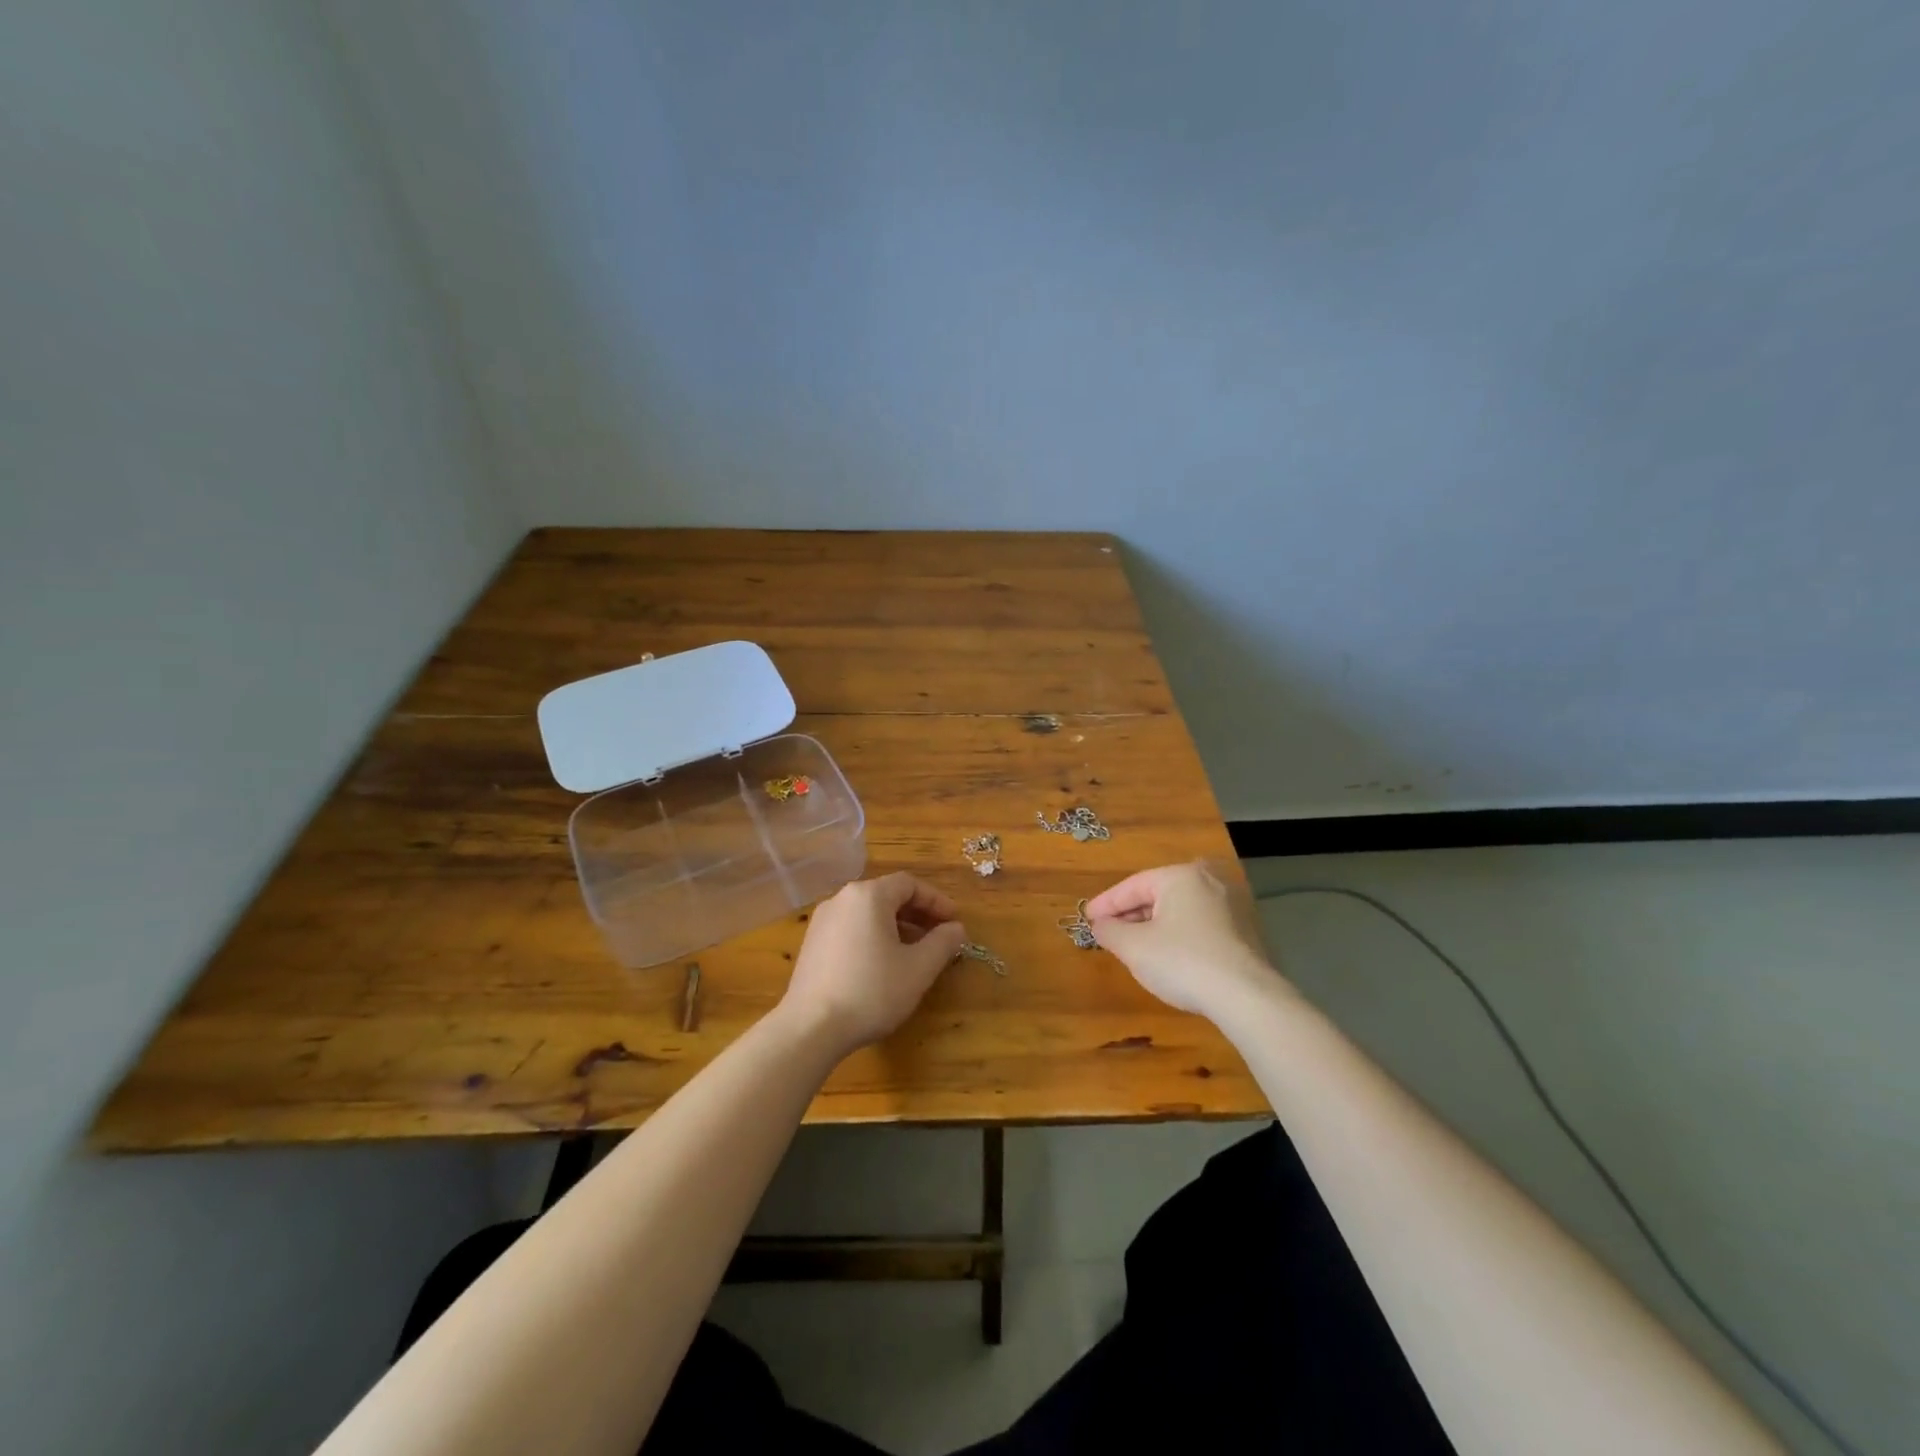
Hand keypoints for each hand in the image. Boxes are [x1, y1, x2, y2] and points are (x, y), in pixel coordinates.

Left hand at [778, 872, 967, 1058]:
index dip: (936, 901)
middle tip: (939, 936)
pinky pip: (851, 928)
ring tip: (914, 953)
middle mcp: (842, 898)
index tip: (954, 922)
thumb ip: (943, 943)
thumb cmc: (872, 991)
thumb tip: (956, 929)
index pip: (910, 884)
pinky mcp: (812, 943)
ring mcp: (822, 921)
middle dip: (917, 914)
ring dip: (896, 926)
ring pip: (868, 913)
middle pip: (887, 895)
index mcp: (869, 895)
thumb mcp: (918, 968)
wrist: (810, 1028)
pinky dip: (873, 936)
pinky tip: (883, 965)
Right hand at [1085, 861, 1287, 1021]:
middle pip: (1158, 895)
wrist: (1248, 998)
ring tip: (1134, 945)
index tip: (1087, 918)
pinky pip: (1201, 926)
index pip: (1133, 885)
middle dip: (1131, 915)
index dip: (1106, 903)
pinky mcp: (1246, 932)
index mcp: (1181, 876)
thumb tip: (1099, 925)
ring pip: (1181, 911)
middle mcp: (1210, 881)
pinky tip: (1169, 956)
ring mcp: (1233, 906)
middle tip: (1108, 932)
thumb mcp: (1134, 948)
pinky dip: (1179, 935)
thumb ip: (1110, 931)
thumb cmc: (1183, 962)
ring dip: (1154, 926)